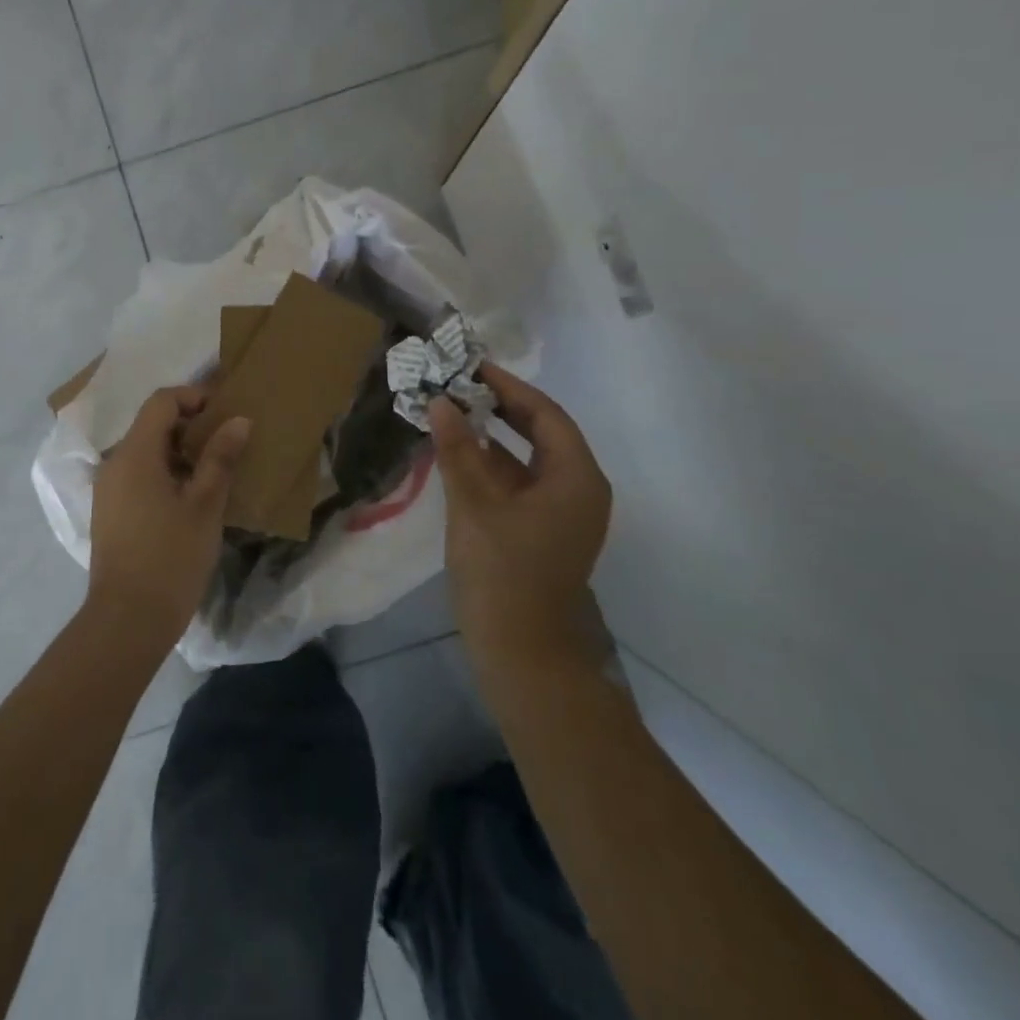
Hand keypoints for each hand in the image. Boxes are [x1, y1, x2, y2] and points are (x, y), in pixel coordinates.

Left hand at [87, 386, 250, 646]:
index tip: (225, 414)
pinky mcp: (110, 512)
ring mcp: (109, 489)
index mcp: (135, 453)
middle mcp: (115, 463)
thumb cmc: (171, 557)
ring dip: (180, 451)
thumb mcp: (205, 505)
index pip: (161, 401)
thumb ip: (220, 457)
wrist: (127, 621)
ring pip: (146, 451)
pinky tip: (191, 498)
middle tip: (227, 443)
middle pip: (152, 424)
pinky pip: (139, 475)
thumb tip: (238, 420)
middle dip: (190, 425)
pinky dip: (165, 473)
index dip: (194, 397)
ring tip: (215, 471)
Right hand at [429, 363, 611, 671]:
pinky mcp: (544, 531)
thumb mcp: (474, 504)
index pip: (545, 413)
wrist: (521, 654)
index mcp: (577, 477)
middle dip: (500, 406)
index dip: (507, 386)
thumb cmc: (502, 574)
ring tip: (452, 410)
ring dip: (492, 435)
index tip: (471, 365)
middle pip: (541, 432)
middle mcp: (579, 489)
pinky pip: (521, 482)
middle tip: (458, 383)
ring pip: (528, 458)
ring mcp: (563, 513)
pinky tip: (458, 454)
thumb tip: (441, 400)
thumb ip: (458, 449)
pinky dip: (492, 464)